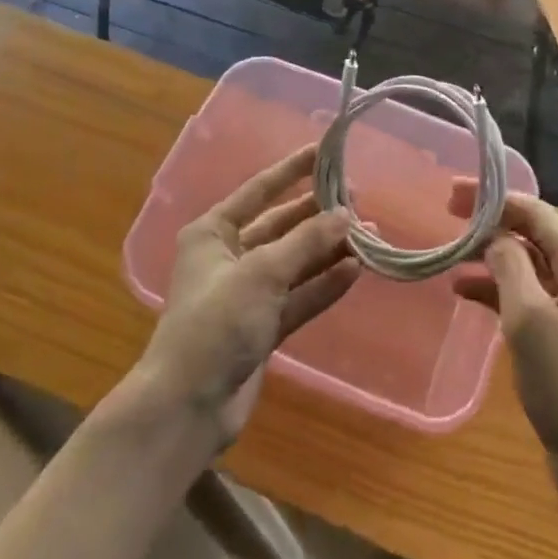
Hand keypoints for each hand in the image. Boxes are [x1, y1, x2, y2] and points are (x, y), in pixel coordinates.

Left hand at [136, 145, 356, 447]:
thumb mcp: (261, 273)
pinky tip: (355, 271)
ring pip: (295, 262)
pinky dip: (325, 284)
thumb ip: (306, 242)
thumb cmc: (215, 323)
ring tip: (369, 235)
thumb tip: (345, 214)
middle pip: (281, 227)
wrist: (187, 407)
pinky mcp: (263, 326)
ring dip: (328, 251)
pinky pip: (300, 295)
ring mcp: (248, 294)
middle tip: (359, 200)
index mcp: (213, 233)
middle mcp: (230, 257)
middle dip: (318, 215)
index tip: (324, 151)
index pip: (259, 190)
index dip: (292, 170)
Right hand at [451, 187, 557, 490]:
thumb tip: (493, 236)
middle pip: (531, 232)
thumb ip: (509, 265)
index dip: (493, 198)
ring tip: (450, 256)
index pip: (534, 212)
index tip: (452, 193)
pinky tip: (464, 291)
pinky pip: (528, 292)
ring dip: (490, 256)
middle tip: (447, 216)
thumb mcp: (529, 319)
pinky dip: (498, 287)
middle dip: (490, 223)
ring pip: (527, 262)